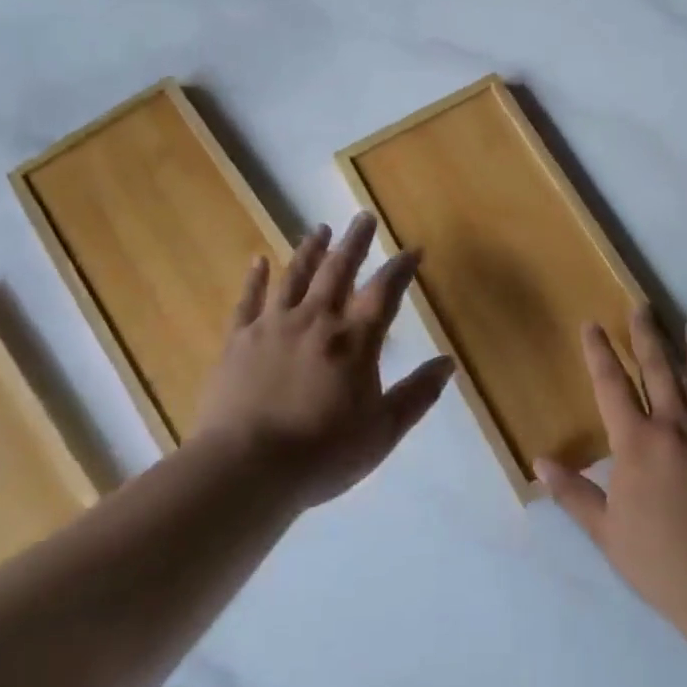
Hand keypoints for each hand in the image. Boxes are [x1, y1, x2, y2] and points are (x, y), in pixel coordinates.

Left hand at [193, 213, 455, 510]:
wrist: (246, 469)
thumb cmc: (322, 454)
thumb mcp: (382, 431)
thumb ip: (417, 395)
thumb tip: (448, 363)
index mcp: (353, 341)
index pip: (384, 292)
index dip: (401, 268)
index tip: (413, 249)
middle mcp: (315, 321)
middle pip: (339, 270)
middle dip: (355, 242)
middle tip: (363, 217)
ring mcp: (273, 326)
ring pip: (295, 276)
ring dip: (310, 250)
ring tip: (319, 228)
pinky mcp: (238, 340)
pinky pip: (248, 300)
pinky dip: (255, 278)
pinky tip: (258, 259)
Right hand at [538, 309, 686, 637]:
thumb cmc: (663, 562)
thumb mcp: (608, 533)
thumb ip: (574, 493)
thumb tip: (539, 462)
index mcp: (636, 443)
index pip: (612, 386)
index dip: (599, 353)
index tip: (593, 325)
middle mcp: (675, 426)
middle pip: (658, 369)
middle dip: (647, 335)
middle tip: (643, 306)